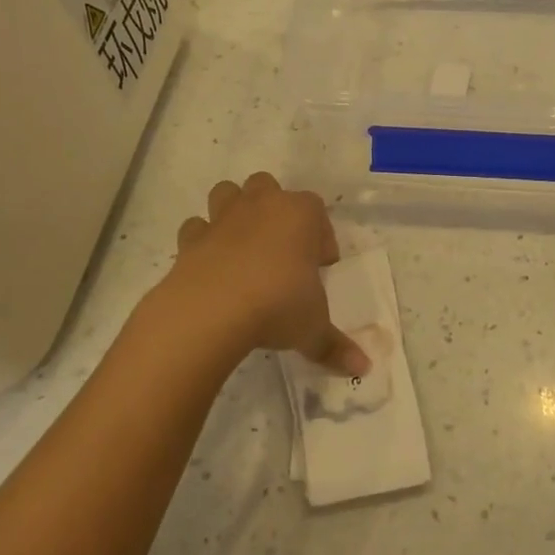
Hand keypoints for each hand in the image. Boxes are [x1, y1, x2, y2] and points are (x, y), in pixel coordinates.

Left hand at [165, 173, 368, 377]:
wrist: (211, 311)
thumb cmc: (277, 305)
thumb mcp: (313, 329)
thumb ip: (336, 346)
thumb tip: (364, 368)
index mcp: (300, 214)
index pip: (317, 210)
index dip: (320, 237)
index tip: (319, 267)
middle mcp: (262, 205)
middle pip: (268, 187)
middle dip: (274, 210)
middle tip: (281, 250)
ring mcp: (223, 218)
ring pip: (227, 193)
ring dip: (234, 211)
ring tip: (244, 247)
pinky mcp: (191, 239)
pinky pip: (197, 228)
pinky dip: (202, 240)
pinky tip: (211, 265)